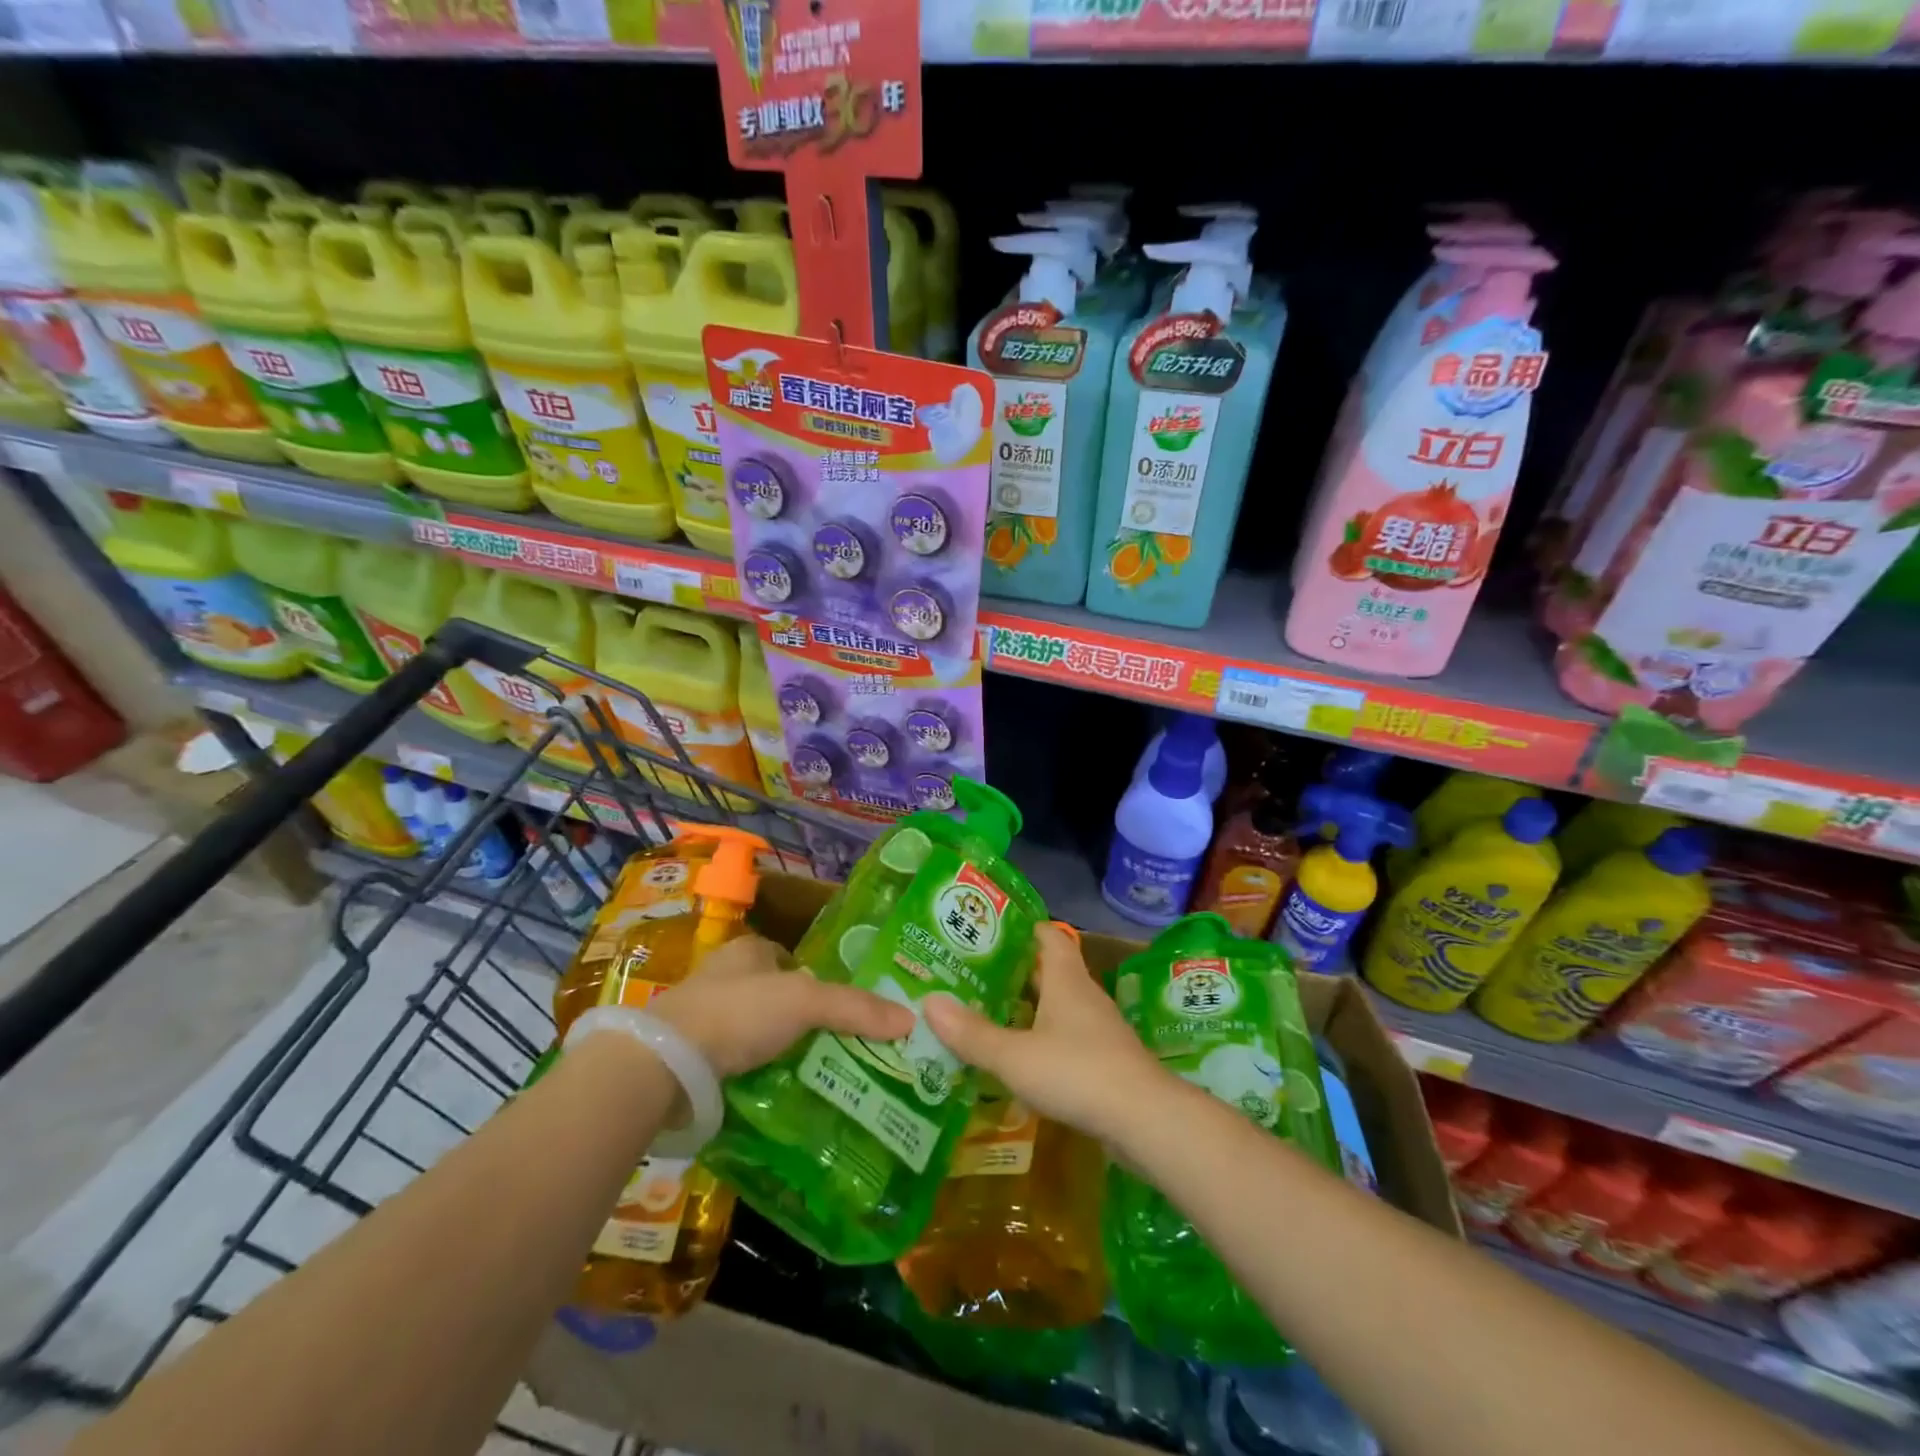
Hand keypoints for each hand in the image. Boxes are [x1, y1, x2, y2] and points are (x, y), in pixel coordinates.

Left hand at [648, 934, 913, 1077]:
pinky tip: (782, 1095)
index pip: (792, 960)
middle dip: (803, 1020)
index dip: (819, 980)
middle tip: (840, 1047)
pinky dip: (758, 1076)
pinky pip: (737, 1064)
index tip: (845, 1009)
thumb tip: (909, 1018)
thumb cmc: (737, 1012)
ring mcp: (704, 1019)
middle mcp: (724, 978)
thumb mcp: (805, 1002)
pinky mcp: (690, 1059)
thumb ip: (855, 1008)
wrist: (663, 1064)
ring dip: (781, 1051)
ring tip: (820, 1076)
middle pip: (776, 997)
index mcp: (748, 951)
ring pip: (757, 1033)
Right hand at [924, 923, 1173, 1145]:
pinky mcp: (1105, 1061)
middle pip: (1050, 971)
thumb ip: (972, 1034)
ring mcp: (1098, 1030)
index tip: (991, 931)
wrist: (1145, 1120)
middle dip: (1016, 971)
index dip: (1023, 929)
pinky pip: (1068, 1038)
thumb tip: (928, 1002)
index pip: (1049, 936)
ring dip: (1029, 1008)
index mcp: (1065, 980)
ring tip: (989, 1015)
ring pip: (1059, 1006)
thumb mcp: (1014, 1056)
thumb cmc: (1076, 1072)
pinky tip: (1021, 1059)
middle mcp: (1084, 996)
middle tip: (974, 976)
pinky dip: (1043, 1039)